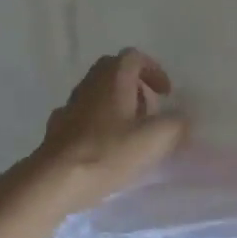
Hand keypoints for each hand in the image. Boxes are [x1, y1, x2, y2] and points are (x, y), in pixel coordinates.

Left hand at [29, 50, 188, 211]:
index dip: (153, 70)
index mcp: (113, 78)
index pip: (134, 57)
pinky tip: (104, 148)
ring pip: (97, 93)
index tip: (165, 94)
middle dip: (134, 86)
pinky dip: (98, 124)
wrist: (56, 180)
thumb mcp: (155, 139)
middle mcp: (89, 84)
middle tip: (148, 110)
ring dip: (116, 105)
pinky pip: (83, 116)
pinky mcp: (58, 128)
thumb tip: (181, 118)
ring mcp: (70, 105)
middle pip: (113, 71)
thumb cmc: (108, 152)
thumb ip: (175, 124)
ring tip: (130, 133)